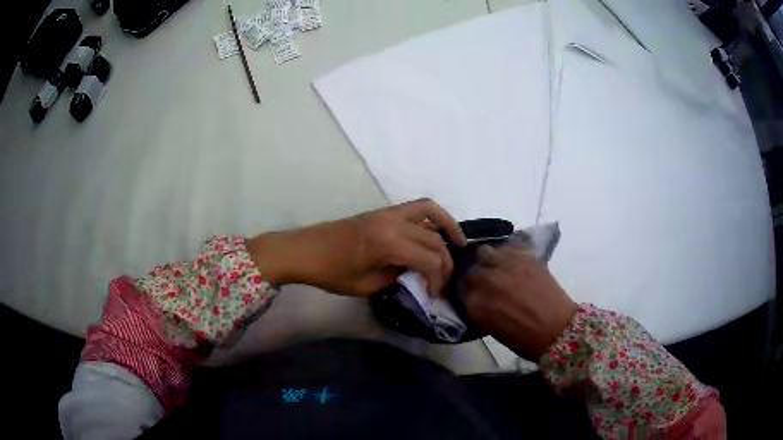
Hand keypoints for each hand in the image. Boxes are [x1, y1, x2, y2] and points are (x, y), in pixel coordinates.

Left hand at [247, 199, 466, 297]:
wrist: (305, 250)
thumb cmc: (331, 273)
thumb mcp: (367, 286)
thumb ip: (397, 278)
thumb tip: (415, 273)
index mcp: (388, 244)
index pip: (429, 260)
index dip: (438, 279)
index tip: (435, 294)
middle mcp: (393, 222)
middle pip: (434, 239)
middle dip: (445, 261)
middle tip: (446, 279)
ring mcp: (388, 213)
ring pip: (430, 211)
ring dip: (448, 226)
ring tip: (459, 243)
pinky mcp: (382, 211)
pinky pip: (416, 208)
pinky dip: (432, 217)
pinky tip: (436, 232)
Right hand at [464, 238, 576, 358]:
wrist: (557, 330)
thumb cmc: (524, 338)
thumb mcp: (492, 328)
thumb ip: (481, 308)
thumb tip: (478, 296)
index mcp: (475, 304)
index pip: (461, 289)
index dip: (468, 290)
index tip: (474, 291)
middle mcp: (486, 282)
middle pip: (472, 270)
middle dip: (477, 274)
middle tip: (487, 280)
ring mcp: (505, 267)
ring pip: (486, 252)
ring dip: (489, 259)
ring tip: (498, 266)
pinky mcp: (523, 258)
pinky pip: (508, 248)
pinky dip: (507, 252)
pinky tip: (512, 260)